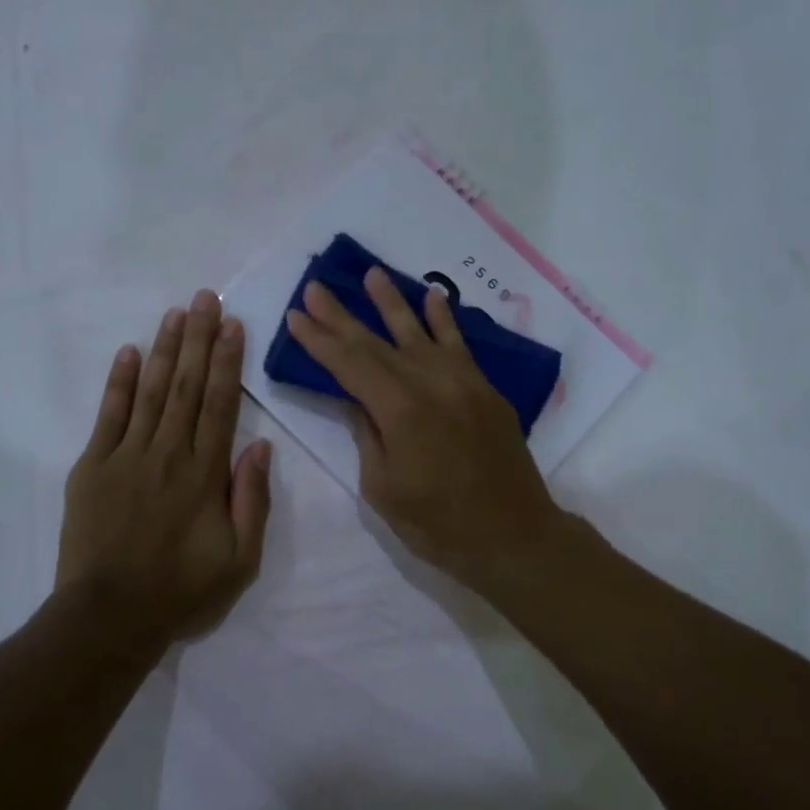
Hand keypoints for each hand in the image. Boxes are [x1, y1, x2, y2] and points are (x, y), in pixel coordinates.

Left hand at [56, 290, 272, 643]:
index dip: (228, 362)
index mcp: (205, 474)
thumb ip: (252, 500)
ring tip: (176, 313)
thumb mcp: (240, 560)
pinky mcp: (92, 467)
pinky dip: (120, 382)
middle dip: (199, 339)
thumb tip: (259, 446)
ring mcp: (126, 457)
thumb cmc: (181, 592)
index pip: (221, 405)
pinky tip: (130, 353)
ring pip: (151, 391)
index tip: (233, 325)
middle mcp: (168, 454)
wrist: (109, 617)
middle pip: (187, 386)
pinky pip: (109, 416)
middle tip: (205, 297)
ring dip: (166, 350)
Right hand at [285, 268, 573, 590]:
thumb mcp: (384, 488)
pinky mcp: (484, 390)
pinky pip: (460, 345)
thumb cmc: (439, 525)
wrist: (513, 536)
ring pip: (419, 333)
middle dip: (342, 315)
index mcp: (400, 410)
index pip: (349, 364)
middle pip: (377, 342)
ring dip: (392, 302)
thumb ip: (368, 436)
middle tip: (316, 286)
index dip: (320, 340)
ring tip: (372, 273)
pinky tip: (432, 297)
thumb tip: (356, 400)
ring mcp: (462, 382)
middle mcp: (431, 384)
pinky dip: (444, 320)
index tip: (296, 315)